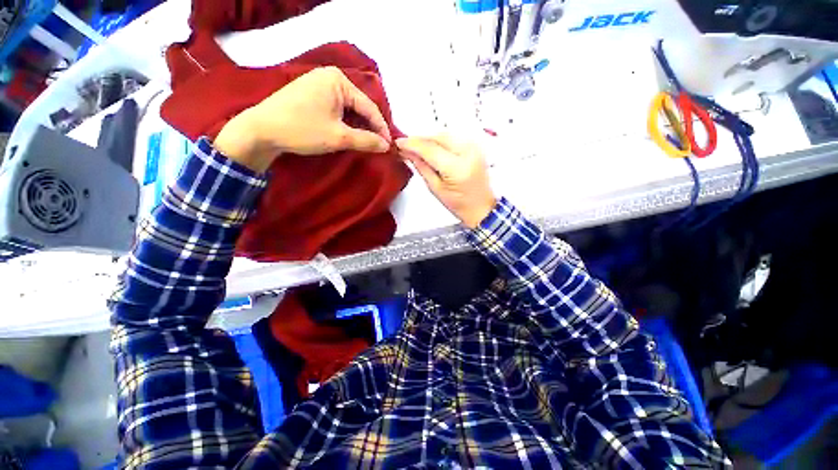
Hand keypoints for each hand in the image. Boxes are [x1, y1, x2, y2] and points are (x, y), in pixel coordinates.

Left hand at [214, 66, 391, 171]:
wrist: (261, 130)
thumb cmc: (302, 130)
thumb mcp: (339, 137)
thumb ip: (366, 140)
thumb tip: (387, 146)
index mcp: (338, 80)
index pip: (369, 106)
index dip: (380, 128)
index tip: (388, 146)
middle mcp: (330, 77)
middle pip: (359, 106)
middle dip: (369, 127)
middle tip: (378, 146)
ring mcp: (318, 84)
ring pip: (348, 108)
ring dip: (358, 126)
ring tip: (366, 142)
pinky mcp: (311, 94)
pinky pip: (336, 108)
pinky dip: (345, 122)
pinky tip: (349, 134)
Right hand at [396, 135, 495, 228]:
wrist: (482, 207)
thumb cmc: (459, 205)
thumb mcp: (436, 188)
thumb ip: (422, 167)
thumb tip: (407, 152)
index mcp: (457, 168)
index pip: (430, 149)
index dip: (412, 144)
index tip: (398, 143)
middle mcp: (468, 153)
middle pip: (438, 137)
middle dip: (420, 139)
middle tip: (406, 146)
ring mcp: (474, 148)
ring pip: (446, 135)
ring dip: (430, 139)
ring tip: (417, 148)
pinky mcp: (476, 148)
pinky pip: (454, 138)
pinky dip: (440, 140)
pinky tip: (432, 148)